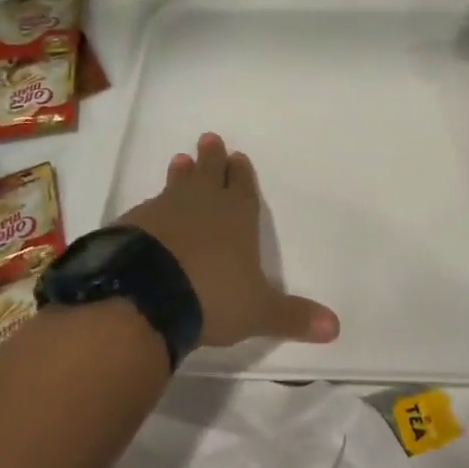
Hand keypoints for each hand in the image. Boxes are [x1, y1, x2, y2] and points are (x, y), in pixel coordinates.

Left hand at [116, 132, 339, 348]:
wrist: (144, 296)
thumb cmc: (212, 296)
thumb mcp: (258, 311)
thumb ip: (293, 316)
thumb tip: (335, 328)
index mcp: (236, 216)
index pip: (242, 185)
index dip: (240, 172)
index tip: (237, 156)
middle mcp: (201, 204)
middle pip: (208, 173)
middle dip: (211, 158)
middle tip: (208, 139)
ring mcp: (164, 211)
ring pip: (176, 185)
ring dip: (181, 175)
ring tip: (179, 160)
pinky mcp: (132, 225)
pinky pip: (147, 209)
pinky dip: (152, 208)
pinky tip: (148, 211)